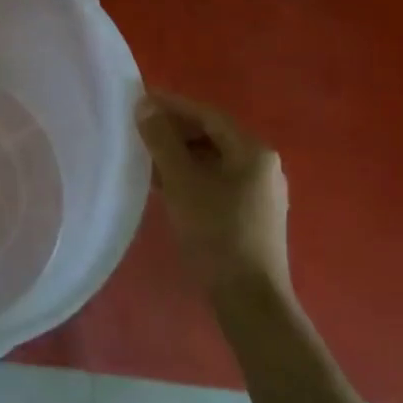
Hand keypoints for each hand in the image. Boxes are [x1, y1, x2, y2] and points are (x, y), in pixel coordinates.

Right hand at [135, 89, 289, 296]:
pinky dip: (193, 176)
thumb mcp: (181, 182)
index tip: (139, 100)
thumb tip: (144, 105)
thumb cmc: (215, 233)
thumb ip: (162, 140)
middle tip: (140, 130)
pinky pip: (219, 181)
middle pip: (213, 135)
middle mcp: (263, 165)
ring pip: (214, 160)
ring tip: (146, 157)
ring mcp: (262, 192)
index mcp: (253, 151)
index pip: (207, 115)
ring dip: (181, 155)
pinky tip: (167, 185)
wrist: (250, 302)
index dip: (172, 105)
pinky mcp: (254, 215)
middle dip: (175, 131)